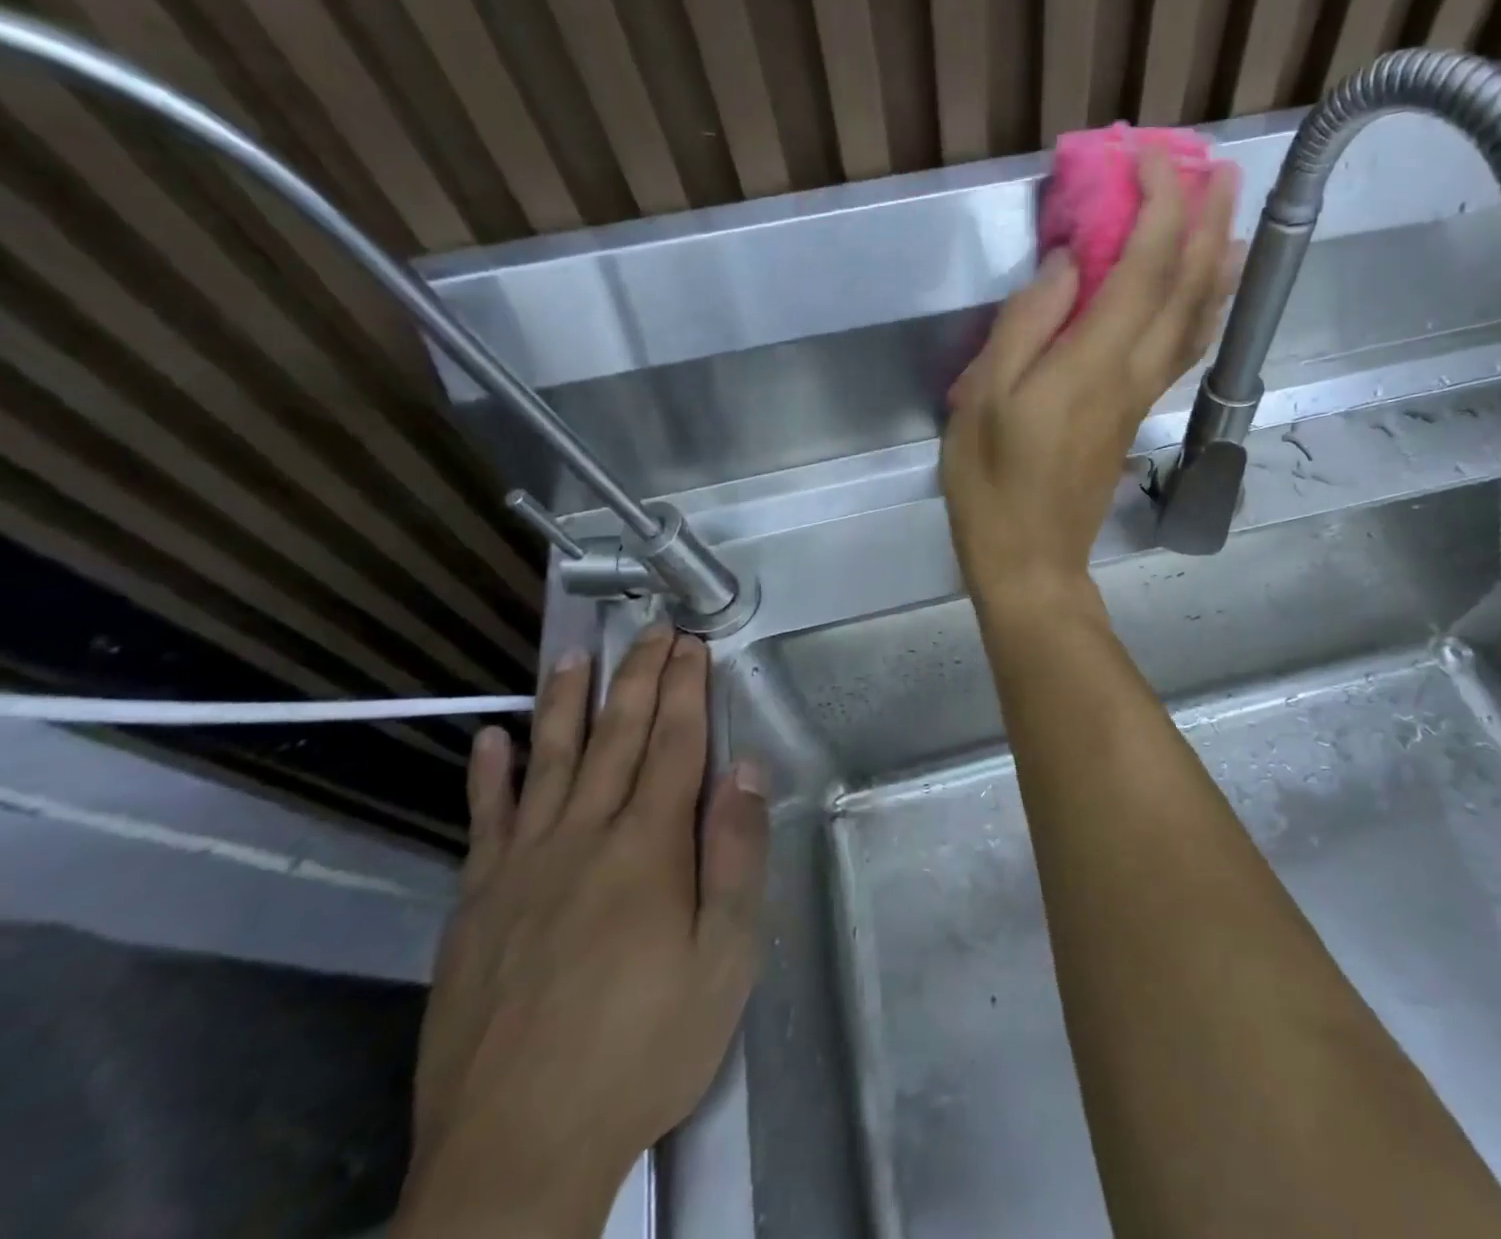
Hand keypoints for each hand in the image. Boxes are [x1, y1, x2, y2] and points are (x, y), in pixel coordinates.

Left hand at [395, 628, 769, 1237]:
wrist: (517, 1151)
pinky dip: (488, 775)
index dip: (685, 690)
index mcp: (647, 848)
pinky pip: (483, 822)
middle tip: (649, 630)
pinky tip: (490, 739)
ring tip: (573, 654)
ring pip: (548, 762)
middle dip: (638, 678)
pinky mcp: (475, 904)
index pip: (674, 745)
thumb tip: (744, 769)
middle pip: (616, 738)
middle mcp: (583, 837)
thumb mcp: (723, 960)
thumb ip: (735, 856)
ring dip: (565, 702)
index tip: (691, 645)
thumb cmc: (644, 1049)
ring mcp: (521, 867)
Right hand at [941, 150, 1238, 608]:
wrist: (1031, 558)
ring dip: (1216, 262)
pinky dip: (1202, 309)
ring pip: (1197, 319)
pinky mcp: (1135, 414)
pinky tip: (1205, 295)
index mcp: (1094, 361)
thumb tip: (1064, 265)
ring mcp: (1141, 396)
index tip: (1149, 157)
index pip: (1145, 265)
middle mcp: (1134, 371)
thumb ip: (1025, 325)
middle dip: (1205, 221)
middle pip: (1187, 286)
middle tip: (1216, 168)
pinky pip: (1183, 349)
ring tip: (1229, 218)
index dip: (1158, 205)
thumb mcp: (983, 398)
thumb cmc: (993, 482)